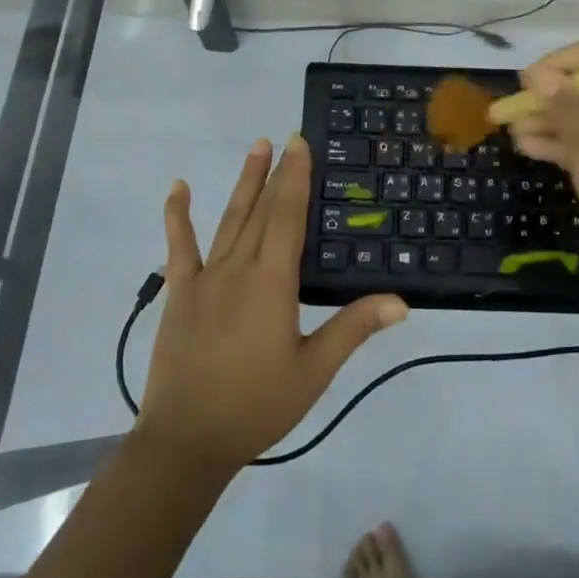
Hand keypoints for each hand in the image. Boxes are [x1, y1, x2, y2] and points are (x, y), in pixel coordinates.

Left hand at [137, 135, 408, 472]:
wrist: (187, 439)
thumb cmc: (257, 405)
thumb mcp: (314, 371)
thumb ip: (353, 329)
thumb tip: (401, 302)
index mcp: (272, 282)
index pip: (288, 217)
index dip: (296, 178)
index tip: (301, 144)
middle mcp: (239, 268)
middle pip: (261, 210)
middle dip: (276, 172)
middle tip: (285, 138)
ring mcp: (205, 277)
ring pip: (229, 219)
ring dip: (243, 183)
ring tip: (255, 148)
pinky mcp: (180, 293)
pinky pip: (179, 246)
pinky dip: (178, 215)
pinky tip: (178, 188)